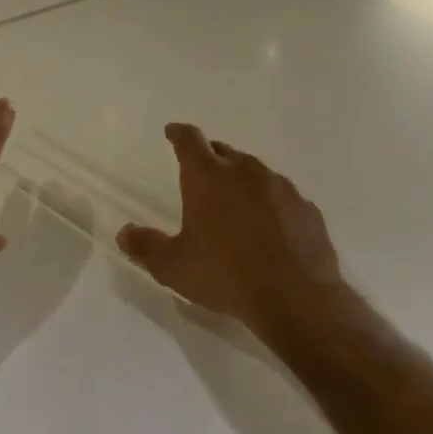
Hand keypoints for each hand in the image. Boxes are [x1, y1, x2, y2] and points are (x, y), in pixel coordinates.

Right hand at [116, 123, 347, 347]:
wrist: (299, 301)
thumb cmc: (226, 275)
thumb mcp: (173, 266)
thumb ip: (145, 246)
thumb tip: (124, 234)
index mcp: (208, 176)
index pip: (189, 139)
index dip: (178, 133)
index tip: (172, 132)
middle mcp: (245, 171)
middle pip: (223, 152)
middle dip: (210, 158)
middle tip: (201, 177)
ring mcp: (281, 188)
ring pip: (256, 172)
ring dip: (242, 181)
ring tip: (235, 205)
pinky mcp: (308, 210)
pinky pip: (282, 197)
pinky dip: (271, 204)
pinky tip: (269, 229)